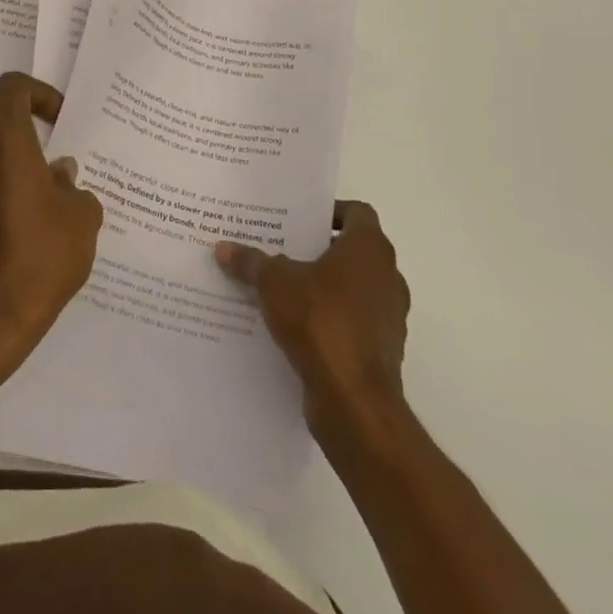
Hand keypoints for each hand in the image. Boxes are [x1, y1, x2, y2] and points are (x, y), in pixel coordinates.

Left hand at [0, 72, 103, 346]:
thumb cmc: (44, 255)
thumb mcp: (82, 217)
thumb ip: (74, 185)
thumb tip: (60, 174)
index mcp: (6, 140)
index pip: (12, 86)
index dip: (39, 92)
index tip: (58, 120)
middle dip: (22, 118)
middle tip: (50, 144)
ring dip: (6, 151)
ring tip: (37, 183)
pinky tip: (15, 215)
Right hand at [216, 200, 409, 434]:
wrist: (355, 402)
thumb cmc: (320, 322)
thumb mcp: (273, 283)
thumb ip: (251, 261)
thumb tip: (223, 248)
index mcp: (370, 248)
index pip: (357, 212)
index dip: (329, 211)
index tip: (299, 219)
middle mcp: (387, 276)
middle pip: (353, 250)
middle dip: (318, 249)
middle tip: (280, 247)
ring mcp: (389, 315)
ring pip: (353, 287)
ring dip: (324, 286)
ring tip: (281, 287)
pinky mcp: (382, 349)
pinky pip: (353, 321)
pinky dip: (330, 318)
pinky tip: (294, 324)